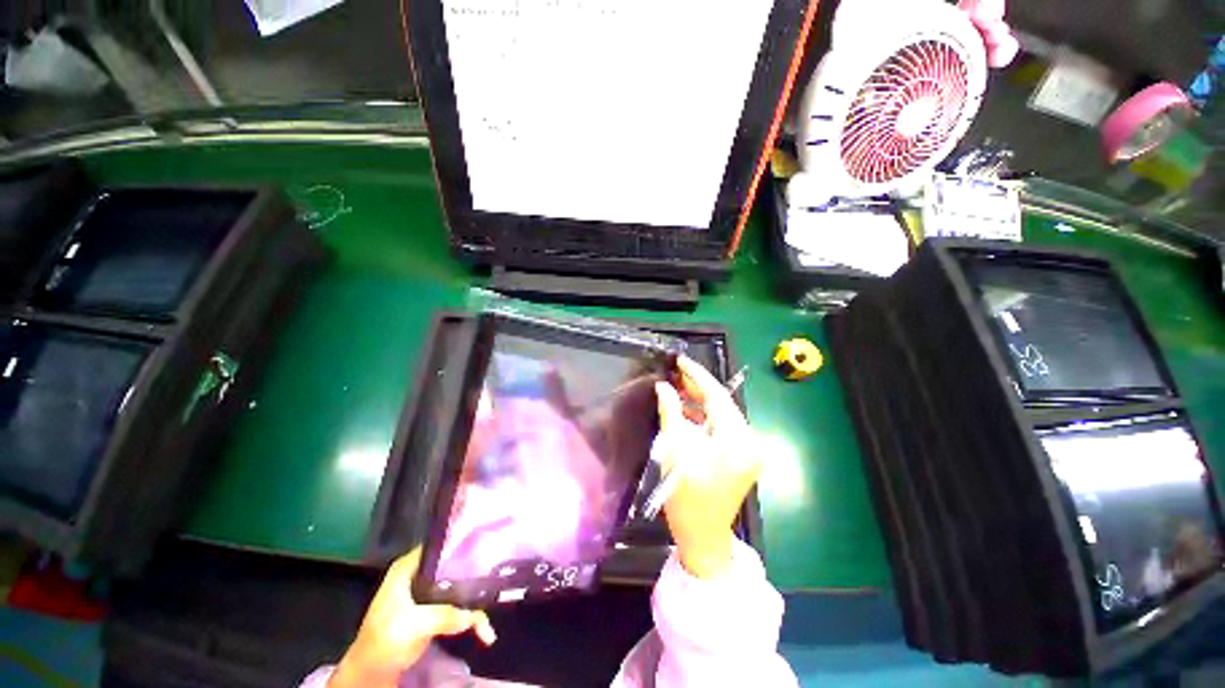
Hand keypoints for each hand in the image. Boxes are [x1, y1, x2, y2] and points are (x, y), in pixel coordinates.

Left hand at [329, 549, 496, 687]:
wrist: (372, 673)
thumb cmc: (385, 639)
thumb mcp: (414, 624)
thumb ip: (445, 614)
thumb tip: (475, 613)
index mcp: (408, 568)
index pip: (438, 544)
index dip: (460, 542)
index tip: (484, 542)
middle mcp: (419, 575)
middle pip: (452, 564)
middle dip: (473, 571)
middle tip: (496, 570)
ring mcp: (426, 595)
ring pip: (458, 587)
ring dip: (475, 598)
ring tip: (493, 602)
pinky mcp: (433, 613)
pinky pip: (458, 609)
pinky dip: (472, 618)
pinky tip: (484, 631)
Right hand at [654, 356, 760, 578]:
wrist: (702, 537)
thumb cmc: (687, 495)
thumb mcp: (675, 449)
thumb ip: (671, 412)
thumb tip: (663, 386)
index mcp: (737, 438)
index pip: (718, 396)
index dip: (697, 375)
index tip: (681, 360)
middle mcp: (749, 440)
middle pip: (722, 404)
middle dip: (698, 388)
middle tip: (675, 373)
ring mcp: (748, 449)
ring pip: (722, 415)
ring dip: (700, 402)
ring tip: (677, 389)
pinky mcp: (741, 456)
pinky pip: (722, 428)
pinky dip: (705, 418)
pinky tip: (686, 411)